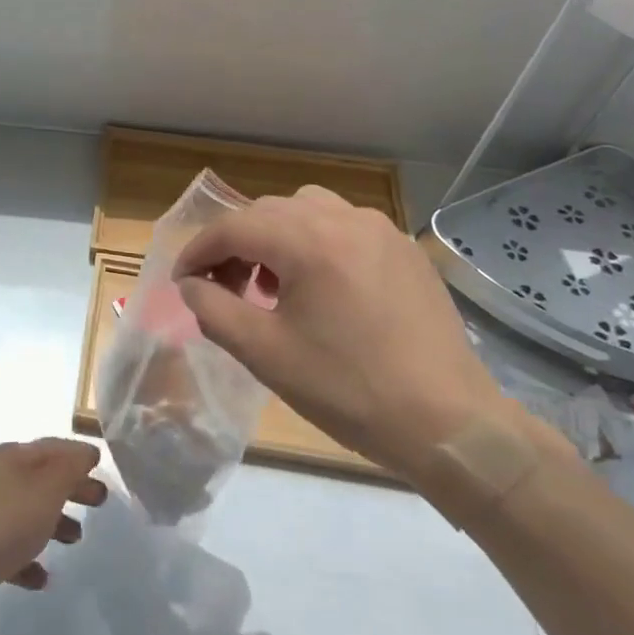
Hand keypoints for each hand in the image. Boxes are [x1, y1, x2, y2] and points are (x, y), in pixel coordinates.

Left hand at [0, 439, 106, 619]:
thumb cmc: (0, 525)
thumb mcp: (45, 490)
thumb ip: (69, 469)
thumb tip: (85, 451)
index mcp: (9, 458)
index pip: (51, 447)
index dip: (77, 455)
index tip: (102, 468)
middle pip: (40, 478)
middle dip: (70, 487)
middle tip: (99, 502)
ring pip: (25, 512)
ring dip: (52, 522)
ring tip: (76, 540)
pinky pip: (8, 549)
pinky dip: (28, 559)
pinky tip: (42, 579)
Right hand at [173, 187, 508, 482]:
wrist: (450, 424)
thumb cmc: (349, 390)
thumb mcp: (265, 354)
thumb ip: (213, 310)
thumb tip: (191, 285)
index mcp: (309, 241)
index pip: (233, 227)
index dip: (198, 251)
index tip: (183, 282)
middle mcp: (344, 219)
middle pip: (267, 212)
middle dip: (234, 244)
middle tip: (223, 288)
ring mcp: (380, 229)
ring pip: (306, 210)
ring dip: (275, 236)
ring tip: (271, 283)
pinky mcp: (403, 248)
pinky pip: (343, 225)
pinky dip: (314, 241)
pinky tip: (319, 286)